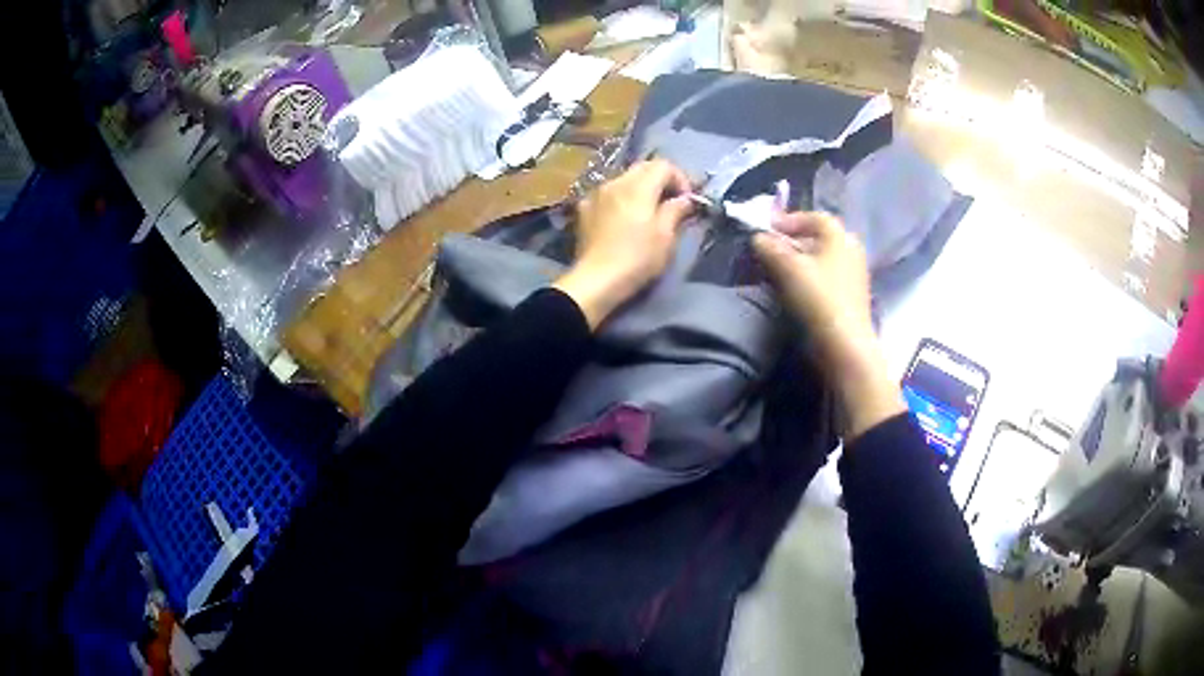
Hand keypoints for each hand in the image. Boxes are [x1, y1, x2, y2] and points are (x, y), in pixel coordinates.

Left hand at [554, 160, 694, 328]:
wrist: (596, 280)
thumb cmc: (637, 259)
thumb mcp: (665, 237)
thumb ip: (675, 211)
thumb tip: (684, 200)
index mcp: (638, 187)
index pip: (664, 165)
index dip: (680, 178)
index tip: (687, 200)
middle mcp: (615, 182)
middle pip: (643, 167)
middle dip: (661, 180)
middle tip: (671, 202)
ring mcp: (596, 194)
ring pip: (624, 178)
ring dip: (640, 188)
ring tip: (648, 210)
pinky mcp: (584, 208)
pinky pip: (608, 193)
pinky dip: (621, 198)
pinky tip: (624, 218)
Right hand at [753, 212, 904, 439]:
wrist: (845, 345)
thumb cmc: (818, 298)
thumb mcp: (788, 268)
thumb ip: (770, 248)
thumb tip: (758, 237)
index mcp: (840, 236)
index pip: (814, 217)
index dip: (789, 220)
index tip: (767, 229)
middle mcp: (851, 250)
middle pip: (819, 238)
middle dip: (794, 241)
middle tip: (772, 250)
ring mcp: (855, 275)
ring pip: (823, 259)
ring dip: (801, 262)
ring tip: (779, 272)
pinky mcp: (852, 298)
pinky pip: (827, 278)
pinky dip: (811, 278)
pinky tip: (796, 291)